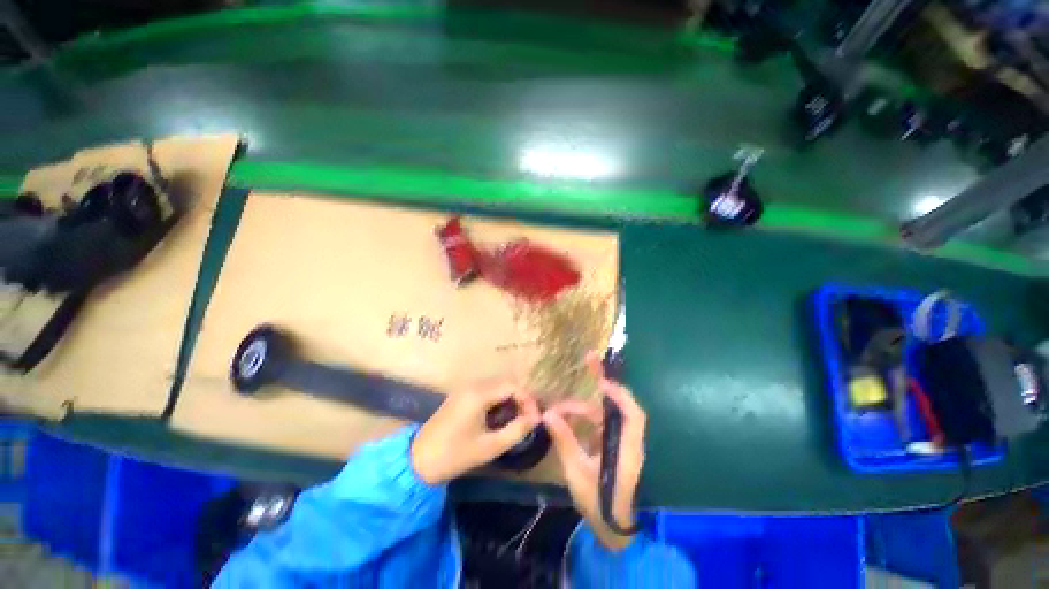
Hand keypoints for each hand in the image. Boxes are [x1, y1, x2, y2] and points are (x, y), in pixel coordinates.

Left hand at [412, 381, 540, 484]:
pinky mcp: (461, 394)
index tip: (535, 418)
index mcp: (479, 394)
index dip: (528, 400)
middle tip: (529, 418)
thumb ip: (516, 430)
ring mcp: (465, 388)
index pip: (513, 386)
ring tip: (518, 419)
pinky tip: (500, 416)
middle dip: (521, 398)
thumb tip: (536, 418)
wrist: (417, 461)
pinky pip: (487, 390)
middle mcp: (473, 384)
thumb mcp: (490, 447)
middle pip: (506, 383)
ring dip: (510, 398)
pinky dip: (498, 399)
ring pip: (497, 385)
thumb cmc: (455, 455)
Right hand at [543, 352, 645, 550]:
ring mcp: (620, 441)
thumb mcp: (576, 472)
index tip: (601, 381)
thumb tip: (548, 415)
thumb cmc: (597, 502)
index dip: (619, 394)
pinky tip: (566, 418)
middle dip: (604, 380)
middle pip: (620, 404)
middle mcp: (627, 440)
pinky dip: (584, 417)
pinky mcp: (612, 445)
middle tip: (589, 359)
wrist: (610, 527)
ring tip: (558, 409)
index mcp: (626, 449)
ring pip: (604, 413)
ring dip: (582, 407)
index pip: (632, 415)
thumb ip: (564, 441)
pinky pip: (598, 423)